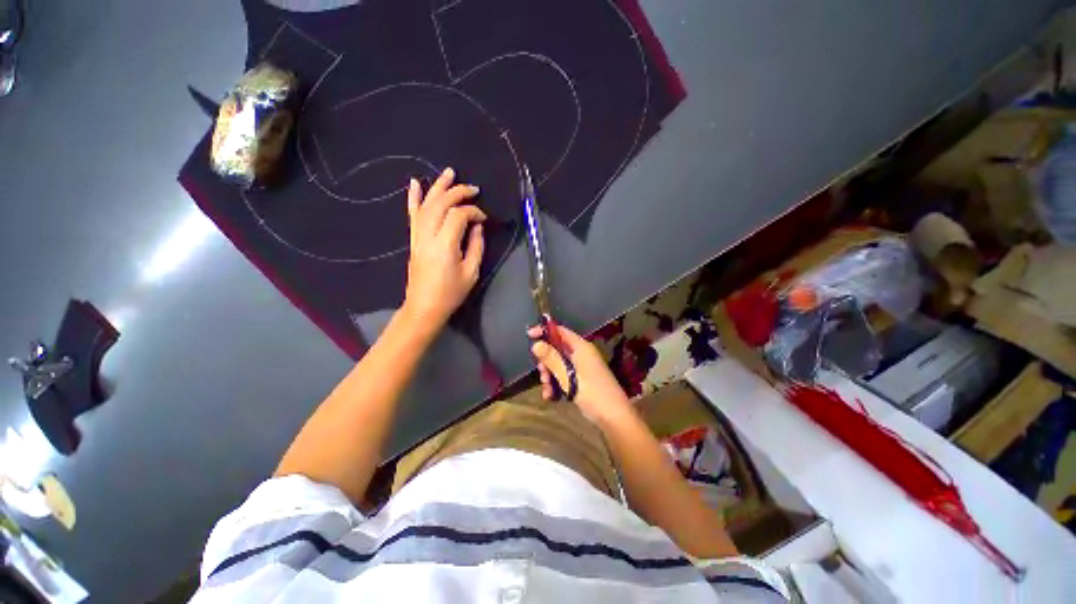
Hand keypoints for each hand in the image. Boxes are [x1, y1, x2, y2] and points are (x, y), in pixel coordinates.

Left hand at [402, 168, 486, 329]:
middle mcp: (428, 235)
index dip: (473, 212)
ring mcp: (418, 236)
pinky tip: (415, 183)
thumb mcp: (471, 272)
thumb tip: (477, 226)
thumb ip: (476, 246)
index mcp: (445, 244)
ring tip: (449, 172)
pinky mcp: (413, 239)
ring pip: (426, 204)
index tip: (484, 218)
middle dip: (458, 192)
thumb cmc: (451, 292)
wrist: (424, 306)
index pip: (459, 216)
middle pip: (441, 204)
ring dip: (438, 187)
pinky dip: (413, 197)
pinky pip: (412, 214)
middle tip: (473, 188)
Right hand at [528, 323, 632, 424]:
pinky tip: (551, 396)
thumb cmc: (592, 393)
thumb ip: (552, 359)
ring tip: (547, 391)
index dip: (544, 331)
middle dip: (546, 362)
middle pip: (557, 349)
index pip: (560, 331)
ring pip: (558, 365)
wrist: (614, 417)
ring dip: (549, 376)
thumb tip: (536, 344)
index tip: (529, 336)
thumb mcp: (568, 376)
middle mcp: (581, 354)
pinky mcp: (580, 380)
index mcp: (581, 347)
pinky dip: (556, 384)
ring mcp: (581, 367)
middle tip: (542, 375)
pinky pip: (563, 376)